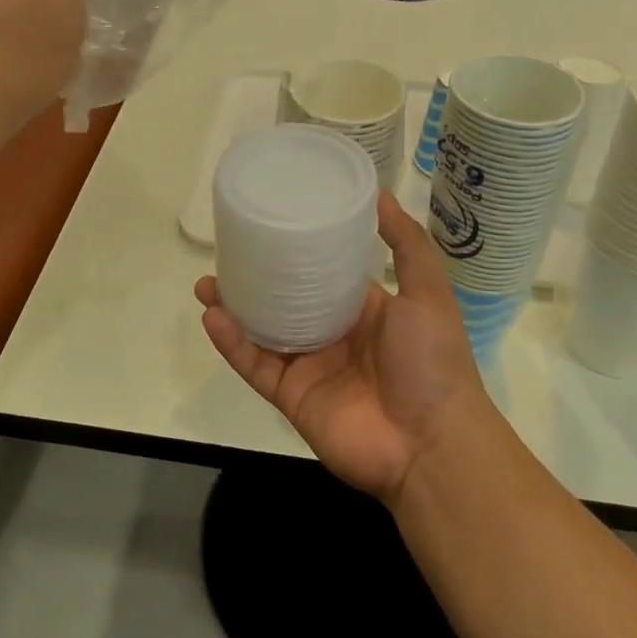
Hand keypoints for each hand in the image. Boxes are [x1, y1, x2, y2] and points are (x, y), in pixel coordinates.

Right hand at [197, 191, 491, 505]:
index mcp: (364, 310)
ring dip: (232, 308)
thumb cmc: (431, 360)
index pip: (323, 273)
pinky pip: (255, 365)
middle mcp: (333, 334)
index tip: (272, 225)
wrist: (431, 443)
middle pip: (284, 300)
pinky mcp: (291, 396)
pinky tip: (212, 318)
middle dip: (255, 279)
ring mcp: (310, 367)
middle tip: (226, 252)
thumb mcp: (427, 291)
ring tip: (205, 283)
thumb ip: (406, 244)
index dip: (299, 251)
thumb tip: (378, 193)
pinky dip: (231, 344)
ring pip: (261, 331)